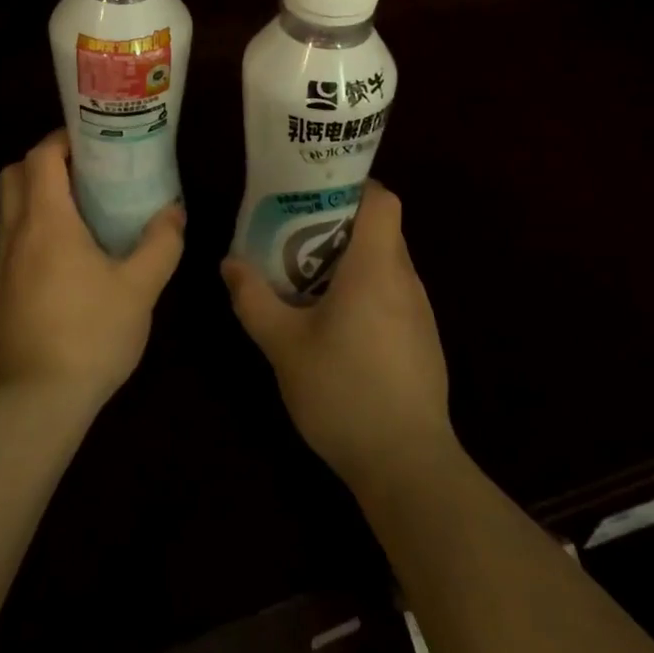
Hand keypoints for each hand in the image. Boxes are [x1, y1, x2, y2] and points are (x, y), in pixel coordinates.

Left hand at [0, 130, 184, 411]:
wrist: (35, 401)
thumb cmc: (90, 334)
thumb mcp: (140, 288)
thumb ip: (161, 244)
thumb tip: (173, 213)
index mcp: (47, 221)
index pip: (41, 157)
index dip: (63, 140)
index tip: (94, 143)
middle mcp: (15, 233)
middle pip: (14, 174)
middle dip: (45, 163)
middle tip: (85, 173)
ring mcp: (1, 264)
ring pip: (10, 208)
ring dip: (38, 197)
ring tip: (83, 211)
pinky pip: (11, 240)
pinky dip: (33, 229)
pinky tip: (68, 256)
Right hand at [222, 181, 455, 491]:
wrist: (408, 466)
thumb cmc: (343, 392)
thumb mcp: (284, 346)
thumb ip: (253, 299)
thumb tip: (230, 263)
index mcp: (376, 267)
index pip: (382, 199)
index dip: (354, 187)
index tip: (316, 194)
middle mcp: (405, 280)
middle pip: (381, 229)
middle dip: (340, 225)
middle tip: (295, 236)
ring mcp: (421, 312)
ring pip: (387, 263)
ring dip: (352, 261)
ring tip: (309, 279)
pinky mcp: (424, 341)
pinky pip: (394, 295)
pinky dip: (367, 292)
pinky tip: (338, 325)